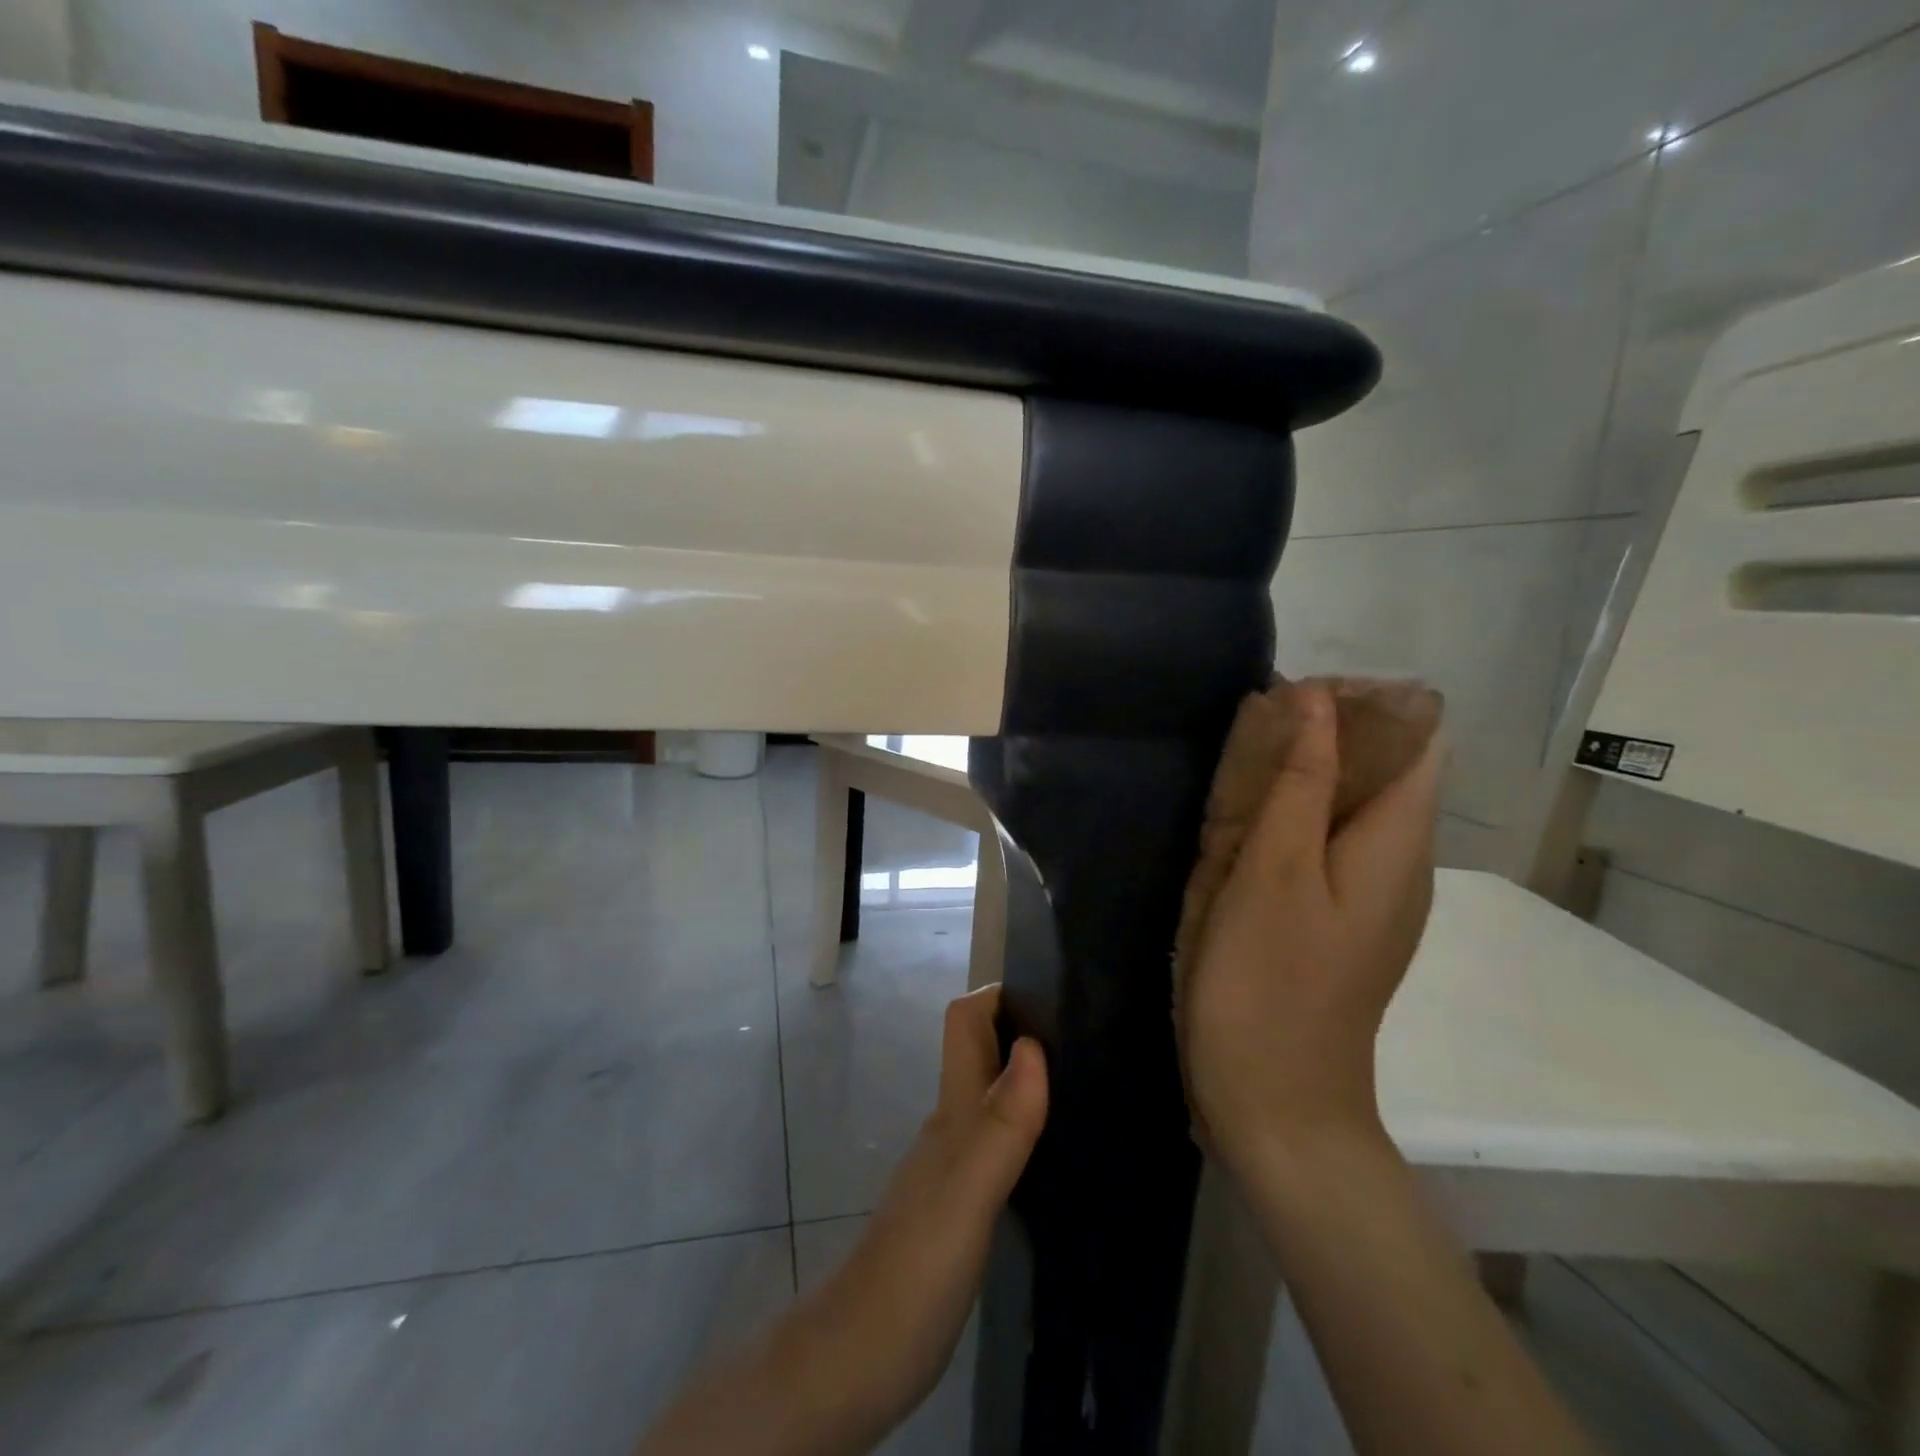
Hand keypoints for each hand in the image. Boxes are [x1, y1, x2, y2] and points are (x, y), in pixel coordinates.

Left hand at [812, 987, 1047, 1431]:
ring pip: (991, 1096)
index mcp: (952, 1110)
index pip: (965, 1022)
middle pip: (981, 1053)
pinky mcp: (962, 1207)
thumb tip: (1035, 1046)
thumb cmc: (917, 1263)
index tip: (1052, 987)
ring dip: (1027, 1077)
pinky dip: (1026, 1128)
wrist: (864, 1355)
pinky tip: (1055, 1151)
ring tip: (1085, 1080)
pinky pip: (998, 1144)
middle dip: (1023, 1029)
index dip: (999, 994)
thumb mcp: (968, 1190)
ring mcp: (954, 1167)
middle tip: (1086, 1030)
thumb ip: (1002, 1123)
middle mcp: (952, 1127)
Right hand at [1179, 680, 1440, 1176]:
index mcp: (1398, 845)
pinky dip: (1284, 822)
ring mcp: (1368, 898)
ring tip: (1230, 775)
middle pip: (1379, 771)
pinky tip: (1234, 833)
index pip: (1415, 740)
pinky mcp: (1336, 922)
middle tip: (1245, 734)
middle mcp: (1399, 864)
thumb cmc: (1269, 983)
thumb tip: (1315, 701)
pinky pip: (1321, 847)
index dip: (1361, 706)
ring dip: (1294, 779)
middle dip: (1318, 738)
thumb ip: (1300, 782)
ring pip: (1344, 807)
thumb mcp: (1276, 872)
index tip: (1288, 699)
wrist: (1276, 1106)